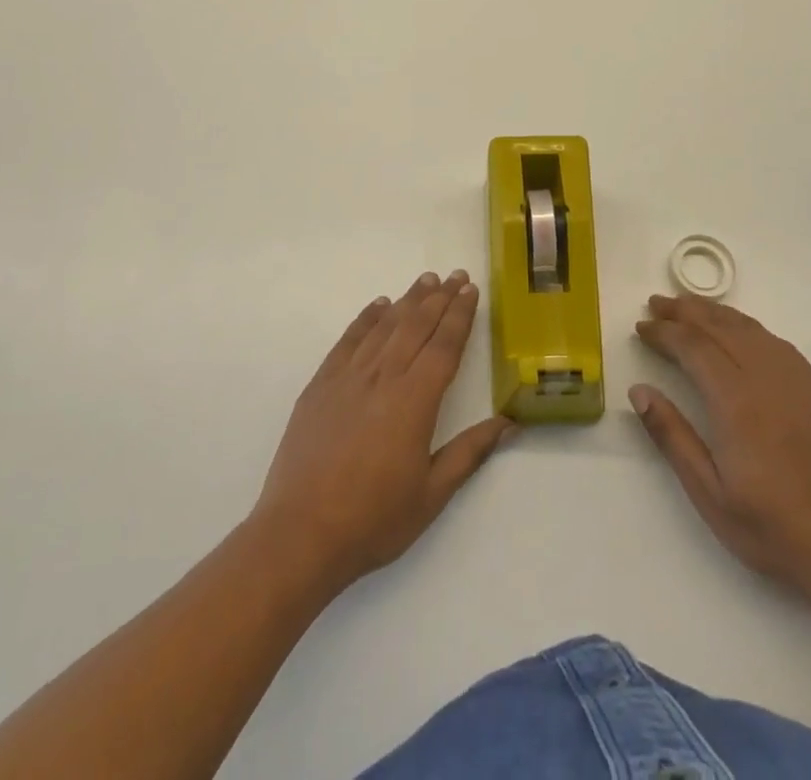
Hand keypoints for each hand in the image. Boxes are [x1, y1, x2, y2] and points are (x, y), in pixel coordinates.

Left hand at [251, 270, 512, 593]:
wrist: (300, 533)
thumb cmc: (373, 519)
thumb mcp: (432, 494)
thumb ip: (470, 452)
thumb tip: (509, 423)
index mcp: (415, 401)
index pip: (444, 346)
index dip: (460, 316)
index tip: (470, 291)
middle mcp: (383, 377)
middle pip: (416, 326)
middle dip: (439, 298)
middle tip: (455, 276)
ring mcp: (348, 377)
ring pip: (384, 326)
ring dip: (407, 300)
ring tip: (425, 281)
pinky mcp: (321, 384)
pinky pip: (349, 340)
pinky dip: (366, 318)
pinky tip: (378, 306)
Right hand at [632, 293, 810, 607]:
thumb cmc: (771, 527)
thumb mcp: (709, 493)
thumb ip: (672, 436)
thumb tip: (639, 391)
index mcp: (736, 402)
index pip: (693, 347)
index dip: (664, 332)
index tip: (641, 328)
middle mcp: (766, 379)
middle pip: (720, 328)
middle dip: (684, 312)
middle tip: (656, 304)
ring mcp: (796, 382)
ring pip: (749, 329)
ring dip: (715, 313)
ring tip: (688, 307)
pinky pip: (774, 341)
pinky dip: (746, 325)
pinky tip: (737, 330)